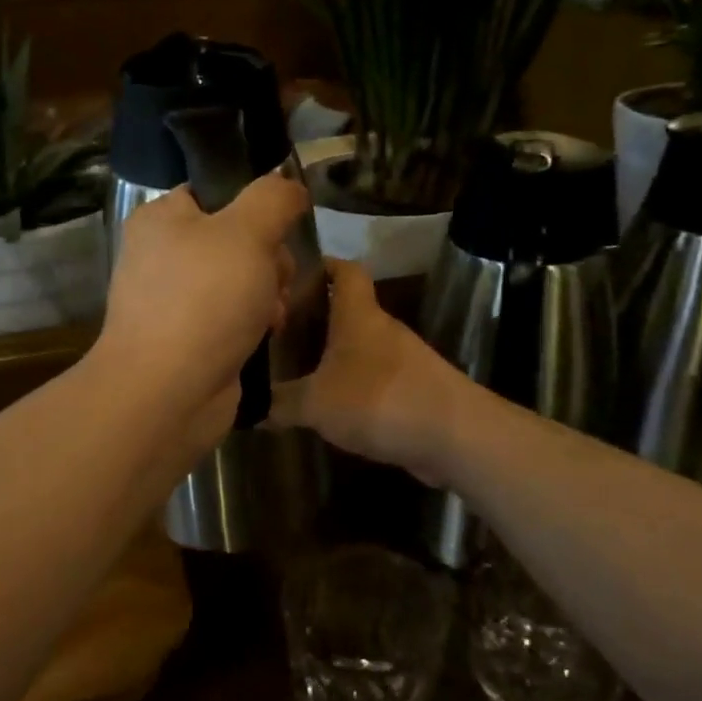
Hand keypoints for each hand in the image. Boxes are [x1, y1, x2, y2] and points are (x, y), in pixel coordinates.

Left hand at [92, 172, 309, 450]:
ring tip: (273, 313)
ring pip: (241, 279)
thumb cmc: (204, 300)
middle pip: (236, 238)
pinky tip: (267, 335)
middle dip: (270, 258)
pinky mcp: (188, 338)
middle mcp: (163, 254)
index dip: (256, 206)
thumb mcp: (246, 232)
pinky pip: (233, 316)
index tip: (282, 226)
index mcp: (162, 218)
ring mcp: (174, 299)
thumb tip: (288, 186)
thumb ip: (273, 198)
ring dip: (269, 292)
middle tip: (277, 278)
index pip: (216, 191)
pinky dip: (254, 323)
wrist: (166, 393)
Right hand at [268, 259, 467, 486]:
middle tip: (278, 333)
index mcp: (358, 316)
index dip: (322, 265)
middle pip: (347, 311)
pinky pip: (374, 378)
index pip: (344, 270)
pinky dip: (352, 385)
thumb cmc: (378, 400)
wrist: (454, 435)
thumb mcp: (315, 403)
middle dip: (315, 318)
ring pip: (359, 347)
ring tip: (296, 371)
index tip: (291, 274)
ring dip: (333, 355)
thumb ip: (279, 404)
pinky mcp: (413, 390)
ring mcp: (402, 360)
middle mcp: (381, 329)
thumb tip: (247, 407)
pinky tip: (330, 406)